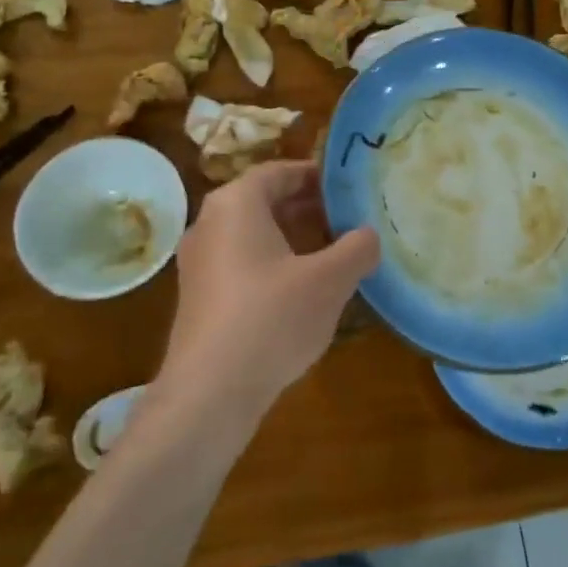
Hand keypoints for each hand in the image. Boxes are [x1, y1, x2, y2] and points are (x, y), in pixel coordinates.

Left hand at [157, 160, 379, 418]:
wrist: (208, 394)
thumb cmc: (271, 318)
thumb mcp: (330, 280)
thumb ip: (357, 248)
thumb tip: (368, 236)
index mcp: (236, 204)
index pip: (279, 171)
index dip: (317, 175)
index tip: (350, 186)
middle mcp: (210, 223)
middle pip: (265, 201)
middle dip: (309, 208)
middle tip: (350, 219)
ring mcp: (199, 263)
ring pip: (254, 235)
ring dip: (294, 238)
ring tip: (334, 253)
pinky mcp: (199, 297)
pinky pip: (242, 263)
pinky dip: (274, 264)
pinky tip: (304, 291)